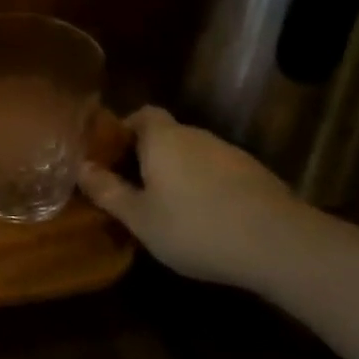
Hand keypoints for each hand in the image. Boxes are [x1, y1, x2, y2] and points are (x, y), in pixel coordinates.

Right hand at [78, 106, 296, 288]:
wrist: (279, 244)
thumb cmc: (195, 227)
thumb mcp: (140, 218)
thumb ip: (108, 192)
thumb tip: (79, 168)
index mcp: (163, 138)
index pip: (141, 114)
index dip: (124, 130)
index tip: (112, 157)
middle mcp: (197, 136)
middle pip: (167, 135)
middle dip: (148, 156)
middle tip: (134, 189)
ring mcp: (231, 154)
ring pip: (194, 155)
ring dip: (179, 174)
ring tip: (170, 209)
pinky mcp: (256, 175)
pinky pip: (219, 173)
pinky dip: (207, 188)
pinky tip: (207, 220)